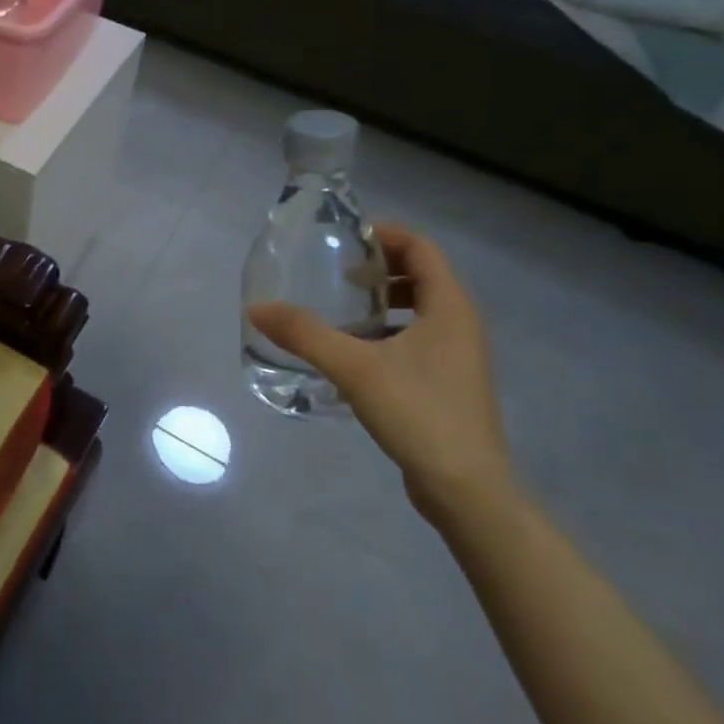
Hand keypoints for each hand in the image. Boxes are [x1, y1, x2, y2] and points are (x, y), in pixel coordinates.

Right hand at [248, 225, 510, 521]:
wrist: (467, 489)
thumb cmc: (419, 412)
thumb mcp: (354, 367)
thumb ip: (304, 334)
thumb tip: (256, 309)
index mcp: (450, 307)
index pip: (421, 248)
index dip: (386, 235)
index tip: (347, 239)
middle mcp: (461, 325)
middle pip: (422, 276)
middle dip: (380, 269)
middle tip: (339, 274)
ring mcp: (459, 357)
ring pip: (421, 311)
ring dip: (383, 303)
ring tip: (341, 313)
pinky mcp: (449, 384)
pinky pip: (418, 340)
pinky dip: (388, 334)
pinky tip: (354, 355)